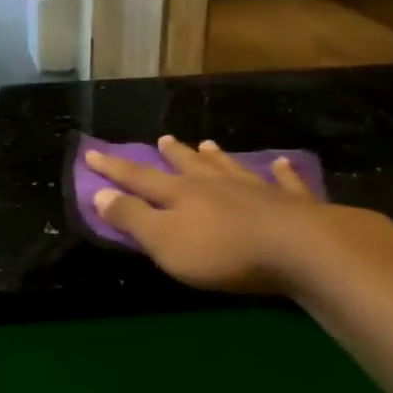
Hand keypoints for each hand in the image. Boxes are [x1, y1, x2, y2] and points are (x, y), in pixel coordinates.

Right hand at [87, 135, 387, 298]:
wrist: (299, 249)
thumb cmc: (222, 252)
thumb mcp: (164, 241)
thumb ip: (132, 217)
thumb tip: (99, 193)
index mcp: (180, 194)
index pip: (139, 178)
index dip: (114, 168)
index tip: (92, 153)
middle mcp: (215, 185)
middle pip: (188, 166)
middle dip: (172, 155)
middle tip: (163, 140)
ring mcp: (255, 191)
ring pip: (229, 168)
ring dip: (216, 158)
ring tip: (208, 145)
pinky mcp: (292, 204)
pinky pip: (285, 183)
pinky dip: (281, 174)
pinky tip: (281, 165)